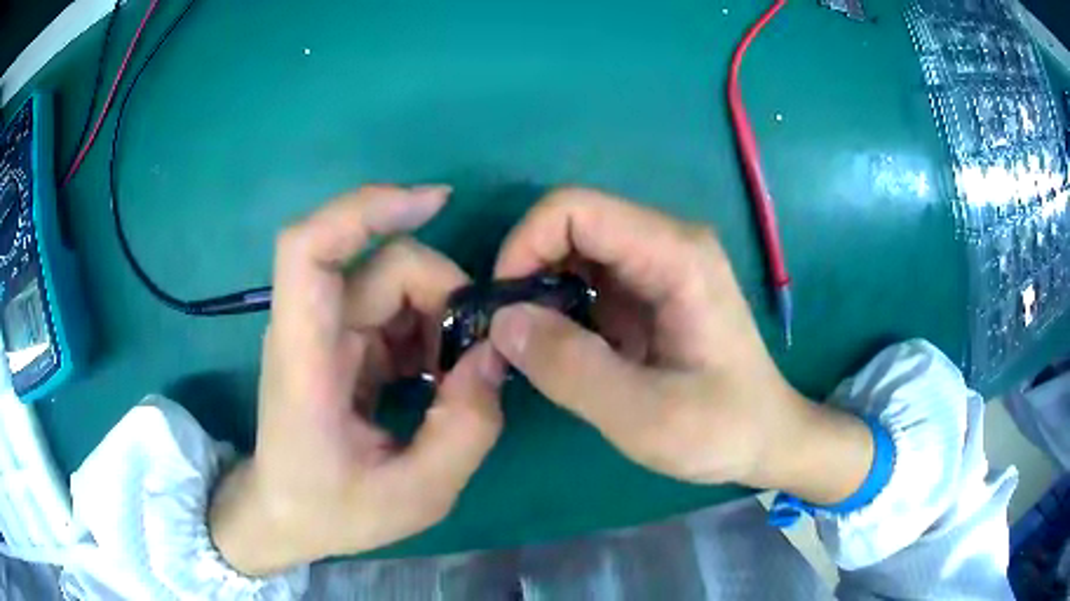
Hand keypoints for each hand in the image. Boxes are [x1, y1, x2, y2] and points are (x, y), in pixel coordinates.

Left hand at [209, 186, 505, 574]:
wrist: (282, 516)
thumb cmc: (331, 511)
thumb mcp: (416, 495)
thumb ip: (465, 429)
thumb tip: (496, 355)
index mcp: (305, 359)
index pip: (309, 249)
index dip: (366, 209)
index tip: (435, 202)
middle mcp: (309, 330)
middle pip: (380, 267)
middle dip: (441, 296)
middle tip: (475, 357)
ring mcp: (323, 333)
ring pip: (391, 284)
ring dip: (437, 317)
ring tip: (455, 378)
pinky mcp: (338, 343)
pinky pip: (391, 312)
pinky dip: (426, 332)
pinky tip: (437, 377)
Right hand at [489, 188, 871, 502]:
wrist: (767, 438)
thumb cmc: (722, 429)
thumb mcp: (645, 416)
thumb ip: (570, 369)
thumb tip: (501, 322)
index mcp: (675, 254)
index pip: (575, 208)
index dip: (525, 245)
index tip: (504, 308)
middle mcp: (667, 242)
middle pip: (571, 225)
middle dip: (527, 272)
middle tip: (511, 336)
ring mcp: (660, 264)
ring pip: (575, 252)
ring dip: (541, 293)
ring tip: (533, 349)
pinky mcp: (651, 290)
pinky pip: (588, 279)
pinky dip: (561, 309)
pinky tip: (562, 351)